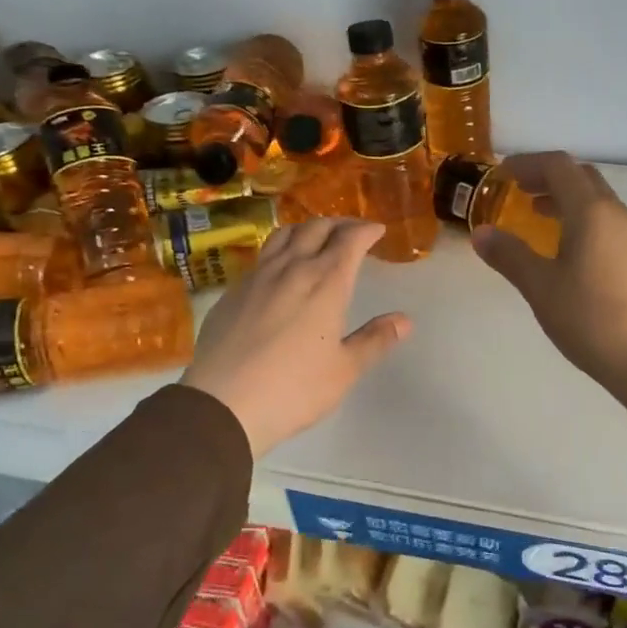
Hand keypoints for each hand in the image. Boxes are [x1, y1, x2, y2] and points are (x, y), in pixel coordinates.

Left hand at [181, 219, 411, 456]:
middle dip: (339, 224)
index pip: (350, 239)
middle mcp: (292, 268)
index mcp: (326, 282)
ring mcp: (257, 277)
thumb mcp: (344, 370)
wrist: (222, 404)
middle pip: (316, 228)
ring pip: (284, 235)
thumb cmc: (293, 388)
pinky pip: (262, 256)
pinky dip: (280, 250)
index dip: (366, 230)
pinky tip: (281, 270)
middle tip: (352, 232)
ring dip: (306, 229)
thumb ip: (375, 340)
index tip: (378, 231)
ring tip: (316, 239)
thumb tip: (404, 320)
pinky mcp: (233, 291)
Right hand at [473, 153, 626, 438]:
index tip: (502, 174)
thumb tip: (481, 233)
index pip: (559, 166)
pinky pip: (606, 223)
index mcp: (591, 212)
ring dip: (566, 198)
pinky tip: (566, 250)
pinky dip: (580, 220)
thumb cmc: (590, 318)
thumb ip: (509, 255)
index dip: (528, 163)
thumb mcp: (540, 287)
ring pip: (597, 201)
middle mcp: (616, 215)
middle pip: (582, 177)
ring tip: (538, 215)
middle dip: (548, 176)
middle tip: (519, 190)